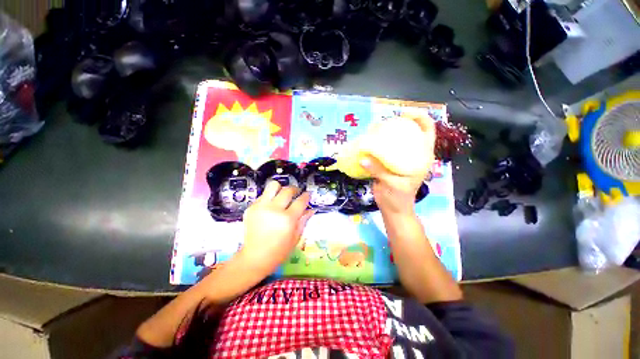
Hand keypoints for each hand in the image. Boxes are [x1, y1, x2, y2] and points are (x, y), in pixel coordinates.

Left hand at [239, 181, 313, 275]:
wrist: (255, 258)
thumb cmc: (279, 251)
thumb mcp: (296, 237)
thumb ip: (304, 220)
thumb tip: (311, 209)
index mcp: (287, 219)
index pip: (301, 201)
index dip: (306, 196)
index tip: (307, 195)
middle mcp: (274, 210)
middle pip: (288, 190)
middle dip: (295, 190)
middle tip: (296, 193)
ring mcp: (261, 207)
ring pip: (273, 186)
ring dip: (280, 188)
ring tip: (282, 195)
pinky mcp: (251, 208)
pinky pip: (263, 195)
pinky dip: (270, 197)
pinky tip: (271, 206)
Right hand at [360, 113, 435, 215]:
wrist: (392, 209)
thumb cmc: (398, 198)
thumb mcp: (392, 185)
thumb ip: (379, 171)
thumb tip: (363, 159)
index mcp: (421, 157)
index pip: (427, 130)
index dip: (419, 117)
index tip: (403, 114)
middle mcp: (412, 154)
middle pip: (410, 131)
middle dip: (398, 123)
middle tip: (383, 122)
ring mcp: (399, 158)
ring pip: (396, 140)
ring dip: (386, 133)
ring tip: (373, 130)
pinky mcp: (388, 163)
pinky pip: (383, 150)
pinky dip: (376, 145)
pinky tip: (367, 142)